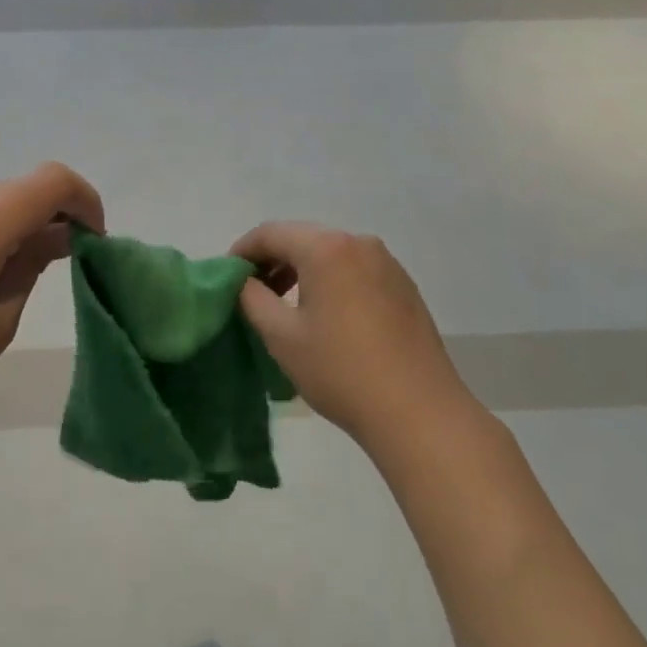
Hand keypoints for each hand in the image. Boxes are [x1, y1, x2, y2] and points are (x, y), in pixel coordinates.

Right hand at [230, 223, 478, 454]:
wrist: (420, 413)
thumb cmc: (341, 371)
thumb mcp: (282, 336)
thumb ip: (252, 298)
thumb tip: (243, 281)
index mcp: (325, 248)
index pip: (270, 233)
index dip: (243, 251)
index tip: (227, 276)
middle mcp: (358, 243)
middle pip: (302, 239)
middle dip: (272, 260)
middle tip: (252, 292)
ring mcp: (386, 263)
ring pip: (330, 254)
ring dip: (301, 271)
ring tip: (285, 305)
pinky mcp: (404, 286)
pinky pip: (355, 270)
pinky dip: (331, 281)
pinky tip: (326, 315)